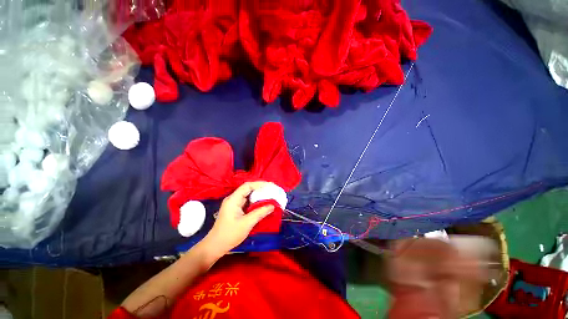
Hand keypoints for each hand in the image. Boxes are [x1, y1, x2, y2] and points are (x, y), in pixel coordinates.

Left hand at [202, 181, 274, 256]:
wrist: (215, 246)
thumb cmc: (229, 234)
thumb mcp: (247, 223)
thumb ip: (260, 213)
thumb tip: (273, 206)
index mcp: (233, 199)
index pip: (247, 186)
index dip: (259, 184)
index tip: (270, 186)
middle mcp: (233, 199)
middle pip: (248, 190)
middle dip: (261, 189)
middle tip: (272, 191)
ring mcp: (235, 204)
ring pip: (249, 196)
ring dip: (259, 196)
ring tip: (270, 197)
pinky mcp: (236, 210)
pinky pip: (248, 203)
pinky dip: (256, 203)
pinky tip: (263, 205)